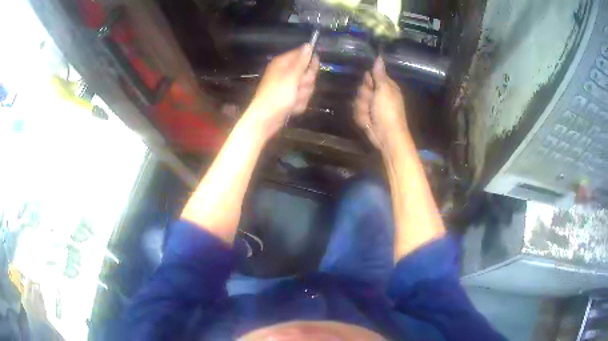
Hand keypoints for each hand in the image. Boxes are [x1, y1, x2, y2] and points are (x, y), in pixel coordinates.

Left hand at [246, 44, 319, 135]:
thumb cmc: (277, 96)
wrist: (266, 119)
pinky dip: (299, 104)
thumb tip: (308, 44)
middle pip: (308, 71)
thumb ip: (302, 61)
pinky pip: (302, 97)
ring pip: (307, 86)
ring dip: (303, 95)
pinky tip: (291, 107)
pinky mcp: (290, 98)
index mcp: (283, 63)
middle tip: (298, 87)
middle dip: (306, 82)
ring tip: (293, 100)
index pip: (303, 55)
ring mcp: (289, 86)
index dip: (310, 63)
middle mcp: (286, 72)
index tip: (310, 70)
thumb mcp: (291, 76)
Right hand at [354, 57, 408, 150]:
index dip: (368, 81)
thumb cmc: (388, 112)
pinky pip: (357, 111)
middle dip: (363, 96)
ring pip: (357, 100)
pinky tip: (367, 122)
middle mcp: (379, 94)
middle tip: (370, 102)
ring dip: (362, 108)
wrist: (386, 136)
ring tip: (369, 115)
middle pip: (362, 87)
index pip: (371, 75)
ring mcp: (372, 106)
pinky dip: (361, 117)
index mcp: (386, 86)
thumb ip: (379, 74)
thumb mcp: (384, 90)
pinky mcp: (366, 116)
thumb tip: (379, 56)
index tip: (369, 85)